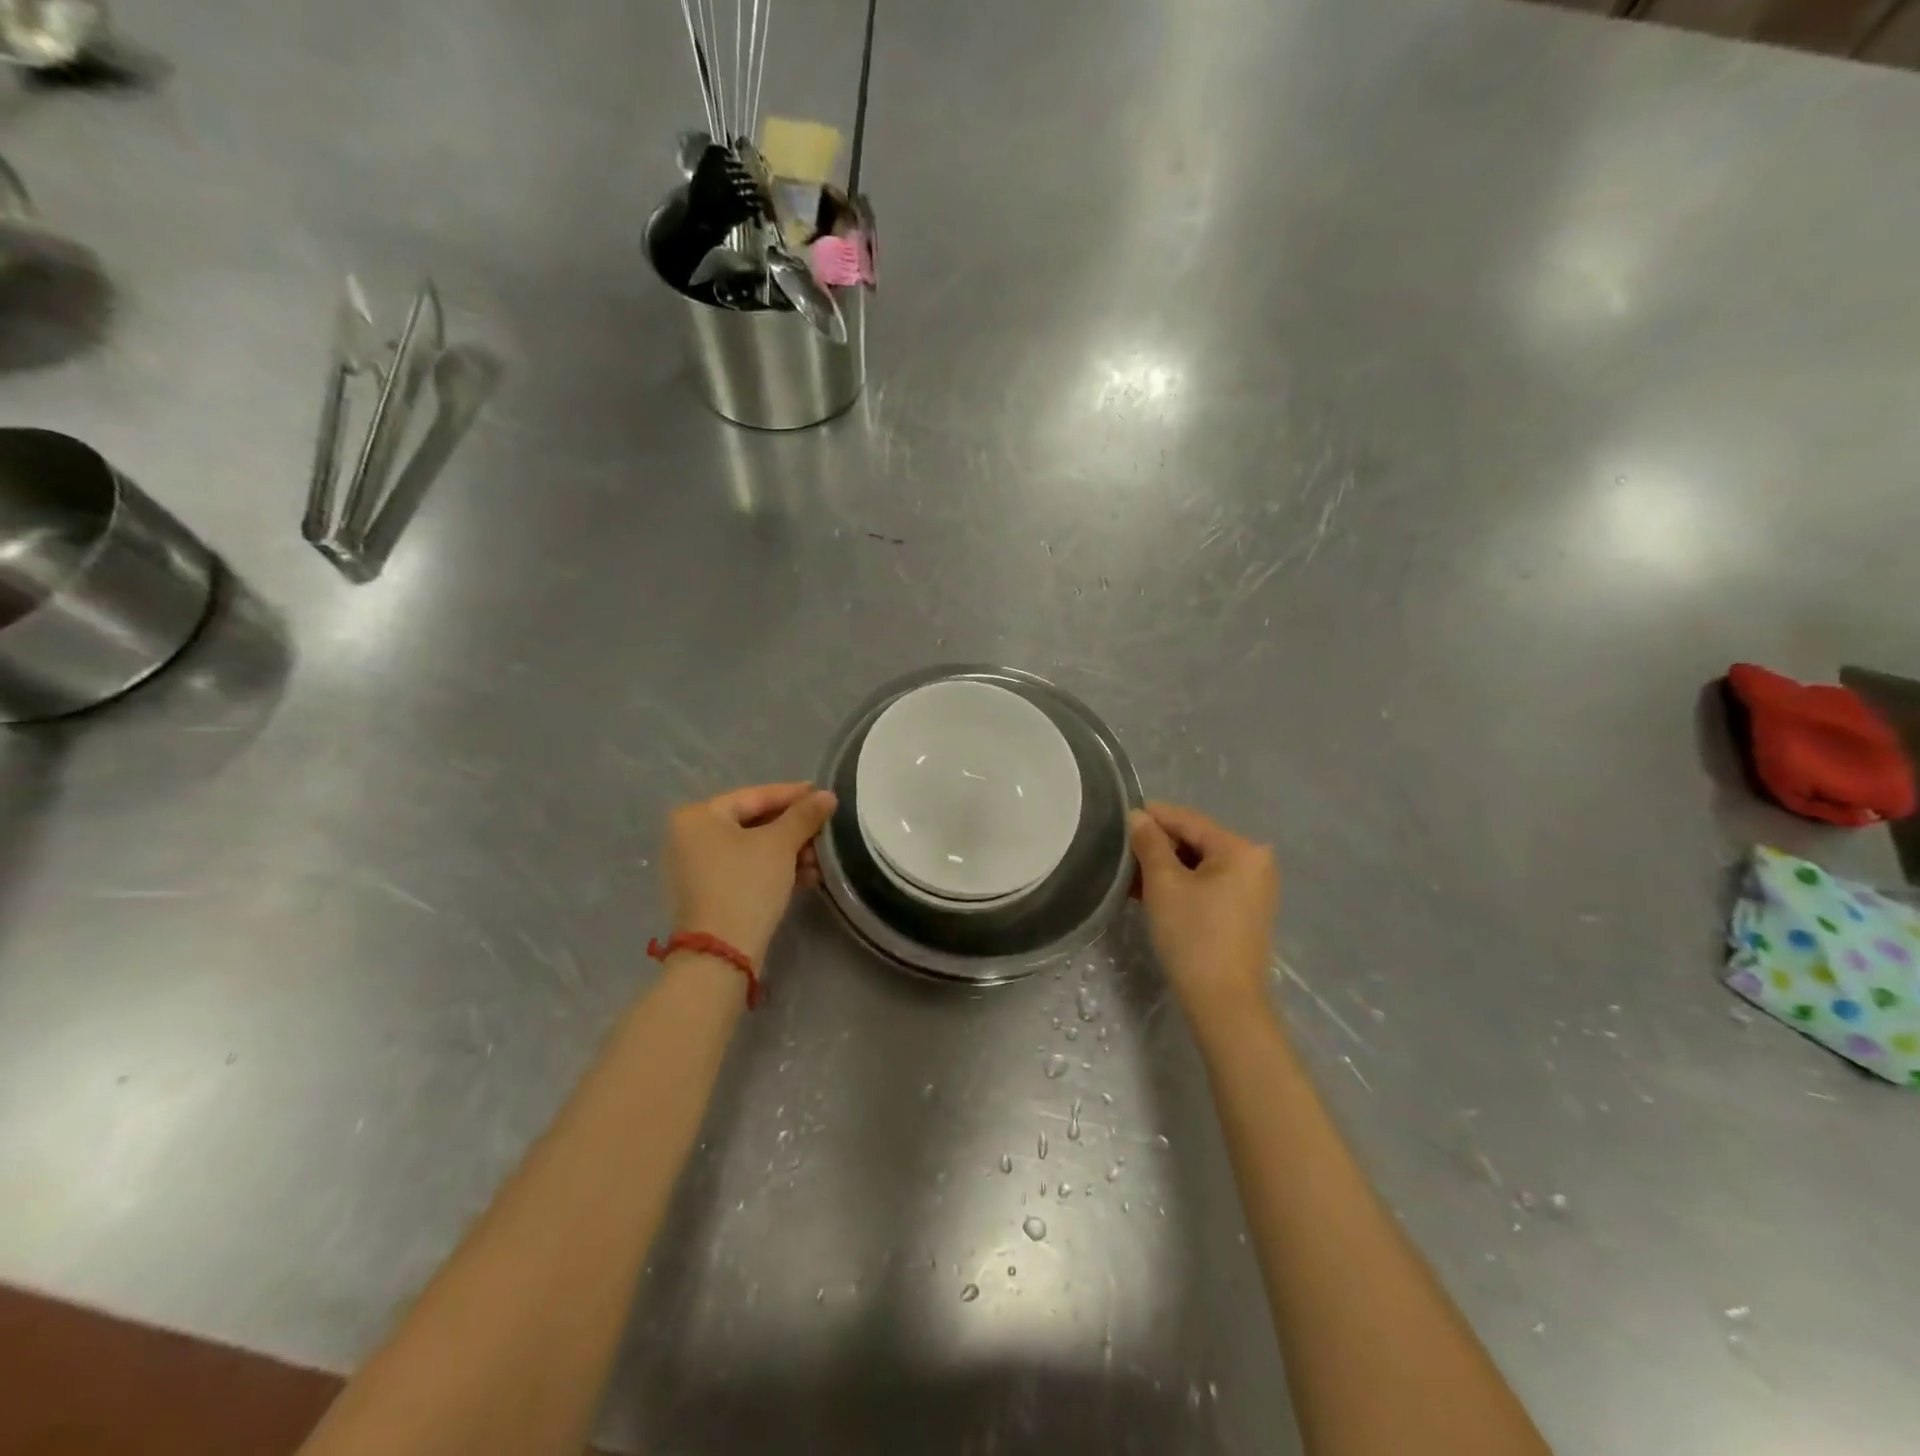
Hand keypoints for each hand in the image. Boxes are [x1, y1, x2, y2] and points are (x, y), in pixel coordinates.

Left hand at [665, 782, 837, 965]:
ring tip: (822, 859)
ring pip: (753, 849)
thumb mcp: (780, 844)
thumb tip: (827, 795)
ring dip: (790, 852)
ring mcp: (697, 868)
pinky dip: (775, 870)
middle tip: (826, 830)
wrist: (721, 953)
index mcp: (698, 816)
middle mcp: (690, 837)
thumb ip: (804, 815)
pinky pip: (746, 870)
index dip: (793, 795)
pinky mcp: (709, 894)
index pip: (754, 796)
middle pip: (753, 822)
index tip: (824, 795)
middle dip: (794, 829)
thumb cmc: (746, 884)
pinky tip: (807, 877)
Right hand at [1129, 801, 1278, 1019]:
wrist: (1224, 1003)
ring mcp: (1252, 889)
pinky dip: (1180, 885)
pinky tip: (1147, 891)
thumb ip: (1149, 843)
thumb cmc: (1193, 936)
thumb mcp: (1164, 884)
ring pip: (1198, 865)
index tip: (1117, 817)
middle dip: (1156, 846)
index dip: (1151, 816)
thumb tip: (1137, 816)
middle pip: (1195, 840)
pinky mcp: (1244, 911)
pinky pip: (1207, 885)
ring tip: (1127, 874)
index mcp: (1241, 849)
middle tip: (1119, 852)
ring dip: (1164, 867)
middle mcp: (1254, 862)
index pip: (1188, 820)